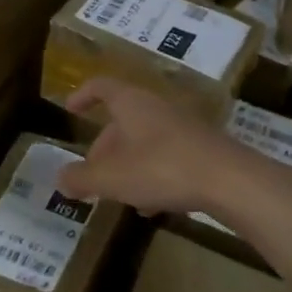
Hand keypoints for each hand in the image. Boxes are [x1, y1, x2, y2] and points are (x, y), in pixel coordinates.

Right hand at [56, 78, 245, 215]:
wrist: (231, 180)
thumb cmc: (162, 168)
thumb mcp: (111, 178)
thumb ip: (81, 178)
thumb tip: (60, 179)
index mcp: (132, 104)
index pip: (102, 86)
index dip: (83, 95)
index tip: (70, 110)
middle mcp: (157, 108)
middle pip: (122, 121)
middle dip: (103, 147)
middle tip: (92, 173)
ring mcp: (183, 127)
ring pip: (144, 141)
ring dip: (127, 164)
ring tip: (118, 194)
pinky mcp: (202, 149)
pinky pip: (167, 157)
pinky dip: (152, 175)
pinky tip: (151, 205)